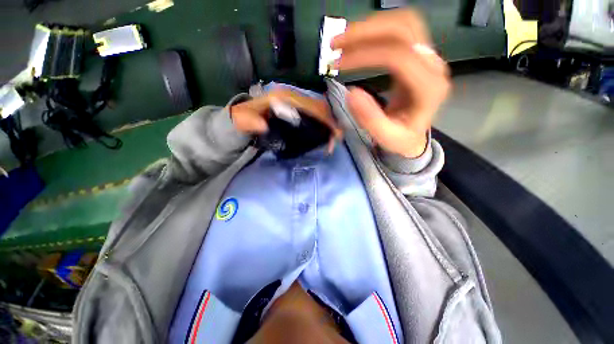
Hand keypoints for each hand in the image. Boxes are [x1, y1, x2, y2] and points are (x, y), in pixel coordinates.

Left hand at [230, 89, 342, 140]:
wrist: (242, 119)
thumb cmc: (243, 119)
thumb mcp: (242, 120)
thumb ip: (248, 122)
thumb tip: (263, 125)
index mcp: (284, 97)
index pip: (310, 105)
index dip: (324, 118)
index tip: (334, 133)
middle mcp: (293, 97)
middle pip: (319, 107)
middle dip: (331, 122)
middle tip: (336, 140)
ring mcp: (296, 104)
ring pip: (319, 111)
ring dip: (329, 124)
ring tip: (333, 140)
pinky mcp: (297, 112)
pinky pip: (314, 116)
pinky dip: (322, 125)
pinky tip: (325, 135)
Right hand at [332, 10, 450, 157]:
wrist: (414, 135)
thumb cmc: (401, 139)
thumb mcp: (386, 137)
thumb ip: (371, 120)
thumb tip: (351, 93)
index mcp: (428, 88)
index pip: (397, 56)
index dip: (364, 56)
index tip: (337, 65)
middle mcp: (433, 65)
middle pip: (403, 29)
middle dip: (364, 32)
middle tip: (335, 45)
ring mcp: (428, 56)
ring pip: (403, 22)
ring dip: (370, 26)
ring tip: (342, 40)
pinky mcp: (419, 54)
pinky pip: (400, 30)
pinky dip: (376, 29)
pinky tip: (358, 41)